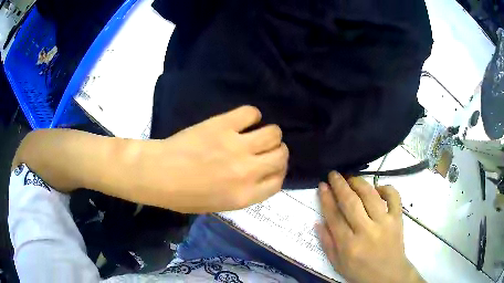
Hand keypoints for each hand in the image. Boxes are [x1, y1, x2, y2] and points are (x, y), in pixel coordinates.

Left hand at [137, 106, 288, 212]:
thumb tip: (260, 174)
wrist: (158, 174)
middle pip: (281, 155)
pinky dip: (251, 115)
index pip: (279, 181)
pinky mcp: (223, 125)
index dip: (278, 172)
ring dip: (269, 133)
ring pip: (273, 133)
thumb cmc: (184, 196)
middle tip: (264, 149)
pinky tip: (242, 121)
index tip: (271, 167)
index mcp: (245, 196)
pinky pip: (250, 112)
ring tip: (256, 133)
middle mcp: (247, 171)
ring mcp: (236, 145)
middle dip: (277, 152)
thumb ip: (245, 192)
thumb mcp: (220, 206)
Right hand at [316, 172, 423, 282]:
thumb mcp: (338, 264)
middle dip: (340, 185)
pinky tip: (378, 188)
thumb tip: (318, 222)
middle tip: (334, 174)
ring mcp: (384, 223)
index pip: (334, 217)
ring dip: (359, 183)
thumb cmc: (360, 272)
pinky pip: (394, 197)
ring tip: (351, 178)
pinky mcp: (398, 219)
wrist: (389, 276)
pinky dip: (386, 188)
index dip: (326, 199)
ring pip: (371, 196)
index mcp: (349, 245)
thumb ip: (327, 244)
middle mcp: (366, 231)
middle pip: (351, 203)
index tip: (322, 186)